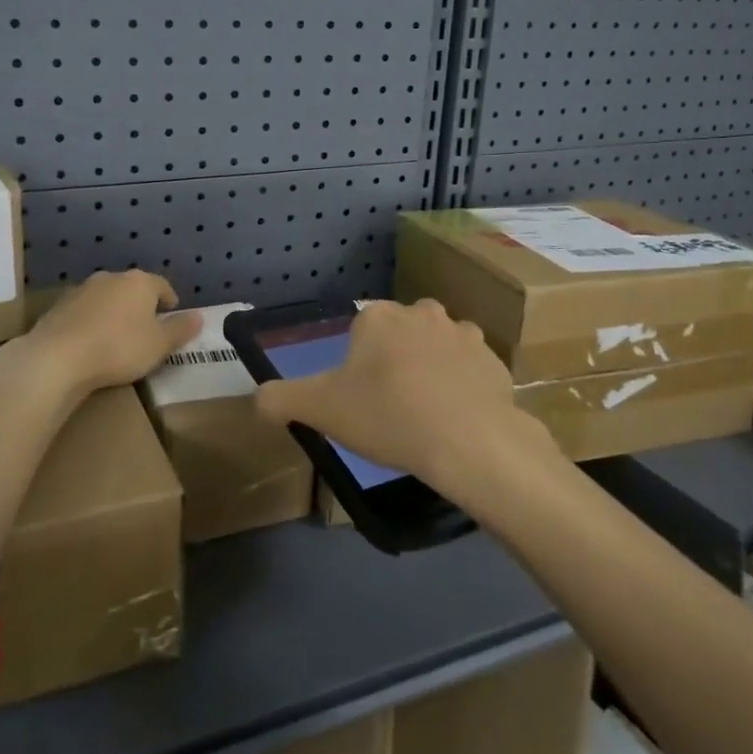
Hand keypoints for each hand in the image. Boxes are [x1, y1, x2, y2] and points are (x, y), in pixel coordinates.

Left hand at [15, 269, 201, 399]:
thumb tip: (199, 316)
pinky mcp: (58, 306)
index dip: (169, 300)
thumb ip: (180, 329)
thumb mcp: (159, 345)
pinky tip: (90, 342)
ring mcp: (81, 290)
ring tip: (117, 335)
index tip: (172, 314)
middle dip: (140, 304)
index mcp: (140, 283)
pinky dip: (91, 321)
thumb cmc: (119, 348)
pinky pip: (83, 311)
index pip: (162, 285)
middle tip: (146, 326)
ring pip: (106, 297)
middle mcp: (111, 278)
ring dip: (114, 311)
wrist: (57, 358)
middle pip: (132, 288)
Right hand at [253, 299, 551, 496]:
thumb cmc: (387, 416)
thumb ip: (280, 399)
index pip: (360, 329)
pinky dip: (463, 387)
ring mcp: (463, 333)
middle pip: (399, 333)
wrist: (469, 442)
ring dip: (430, 368)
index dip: (356, 364)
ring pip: (437, 347)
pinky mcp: (495, 360)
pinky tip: (456, 419)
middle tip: (389, 405)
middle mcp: (421, 312)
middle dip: (394, 360)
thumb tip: (257, 399)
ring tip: (425, 413)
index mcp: (378, 316)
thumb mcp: (319, 410)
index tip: (359, 398)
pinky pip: (470, 369)